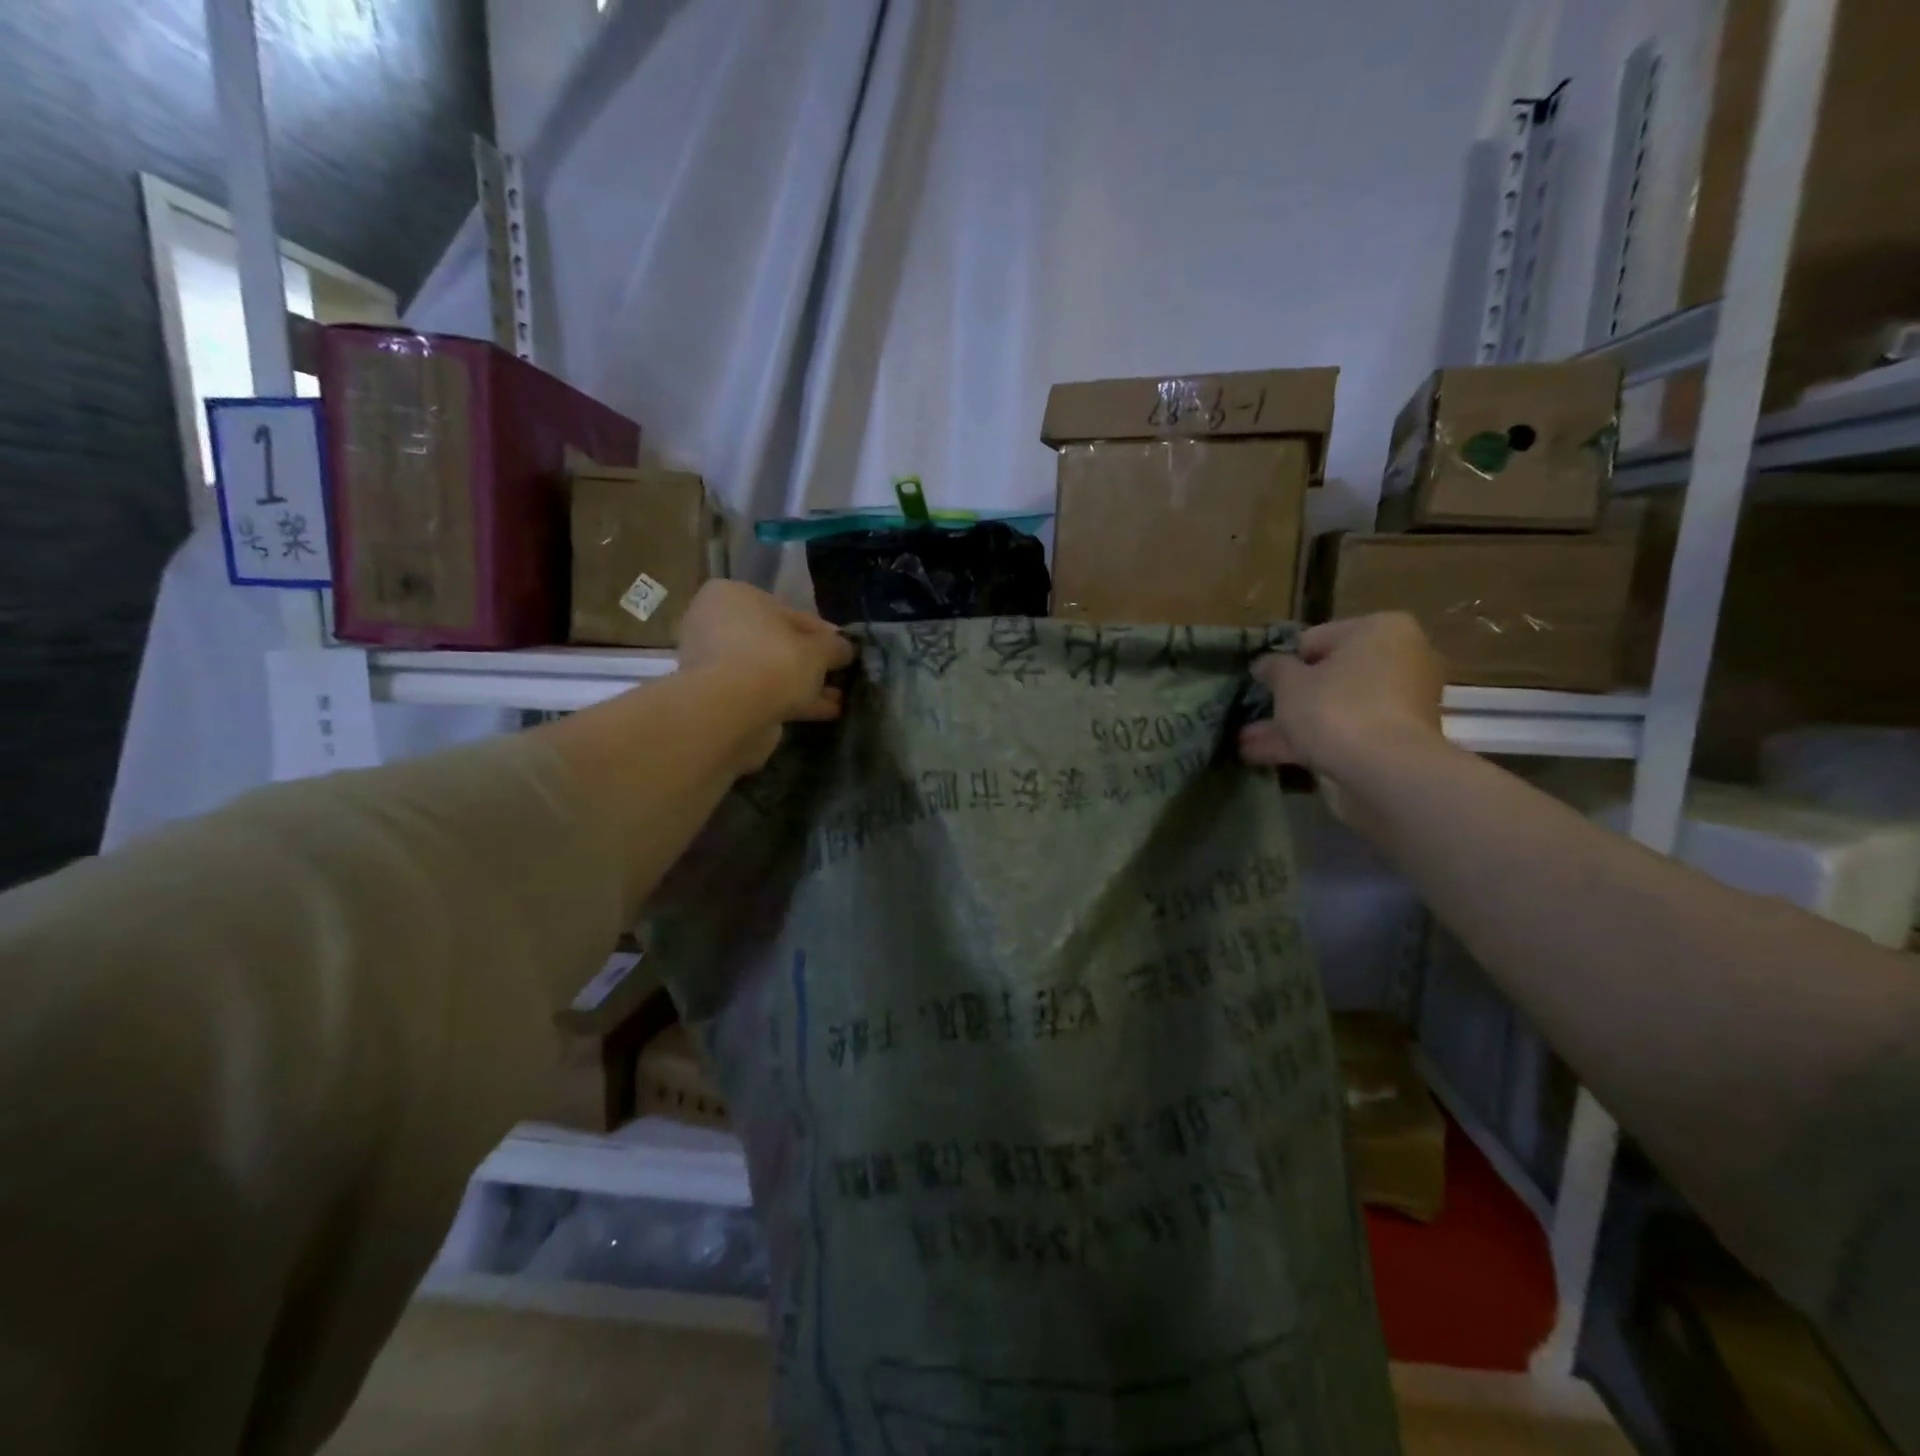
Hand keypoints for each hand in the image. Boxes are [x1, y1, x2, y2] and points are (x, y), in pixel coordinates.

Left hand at [676, 582, 853, 761]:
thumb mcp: (819, 649)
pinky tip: (825, 712)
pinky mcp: (717, 698)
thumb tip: (846, 649)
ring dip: (804, 684)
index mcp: (734, 596)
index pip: (789, 612)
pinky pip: (762, 693)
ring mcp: (713, 664)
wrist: (732, 712)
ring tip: (839, 699)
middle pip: (777, 642)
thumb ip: (836, 646)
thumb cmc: (775, 661)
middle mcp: (716, 624)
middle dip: (810, 661)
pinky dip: (791, 701)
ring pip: (770, 671)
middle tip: (840, 675)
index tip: (845, 651)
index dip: (823, 633)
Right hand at [1241, 614, 1446, 814]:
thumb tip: (1265, 663)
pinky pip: (1345, 732)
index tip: (1260, 683)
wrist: (1385, 771)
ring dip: (1291, 724)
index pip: (1316, 638)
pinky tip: (1267, 757)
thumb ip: (1274, 668)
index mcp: (1379, 630)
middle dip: (1288, 697)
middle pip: (1328, 676)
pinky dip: (1310, 742)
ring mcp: (1400, 703)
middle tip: (1254, 712)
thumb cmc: (1336, 708)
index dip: (1283, 661)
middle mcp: (1399, 660)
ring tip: (1247, 742)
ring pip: (1333, 708)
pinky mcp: (1396, 740)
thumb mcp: (1289, 683)